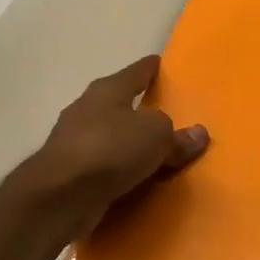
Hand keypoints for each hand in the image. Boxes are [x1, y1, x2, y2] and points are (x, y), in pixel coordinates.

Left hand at [27, 56, 208, 239]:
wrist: (61, 196)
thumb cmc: (111, 149)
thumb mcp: (157, 137)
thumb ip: (178, 135)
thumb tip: (198, 134)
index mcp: (106, 91)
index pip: (134, 73)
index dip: (149, 68)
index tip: (160, 62)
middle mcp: (86, 110)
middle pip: (118, 104)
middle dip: (138, 108)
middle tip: (165, 112)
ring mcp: (74, 142)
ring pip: (111, 137)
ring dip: (128, 142)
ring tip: (154, 150)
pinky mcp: (70, 173)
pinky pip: (106, 166)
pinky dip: (120, 169)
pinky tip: (136, 178)